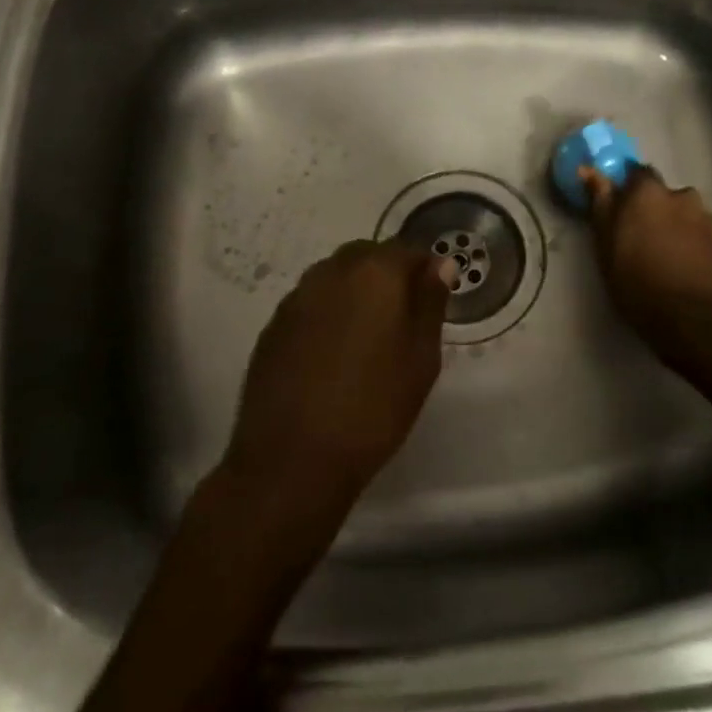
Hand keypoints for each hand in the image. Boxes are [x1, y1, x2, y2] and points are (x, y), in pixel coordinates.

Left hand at [223, 239, 454, 515]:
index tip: (434, 301)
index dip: (425, 271)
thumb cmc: (373, 408)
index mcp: (373, 273)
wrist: (292, 461)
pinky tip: (333, 355)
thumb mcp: (421, 358)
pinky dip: (327, 315)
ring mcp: (295, 299)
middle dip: (388, 275)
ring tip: (367, 338)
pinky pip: (309, 305)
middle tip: (403, 319)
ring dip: (355, 292)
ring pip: (333, 278)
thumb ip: (430, 303)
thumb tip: (439, 265)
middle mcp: (329, 273)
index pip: (407, 250)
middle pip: (366, 256)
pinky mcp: (272, 328)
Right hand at [582, 165, 711, 368]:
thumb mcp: (606, 248)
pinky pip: (704, 236)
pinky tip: (688, 269)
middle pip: (665, 195)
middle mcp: (683, 196)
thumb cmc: (639, 284)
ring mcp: (710, 219)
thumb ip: (600, 205)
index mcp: (649, 194)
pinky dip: (695, 245)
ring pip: (687, 215)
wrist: (695, 322)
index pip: (637, 173)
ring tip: (668, 258)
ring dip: (677, 227)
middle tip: (643, 240)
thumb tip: (589, 170)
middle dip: (655, 210)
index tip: (620, 211)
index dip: (628, 190)